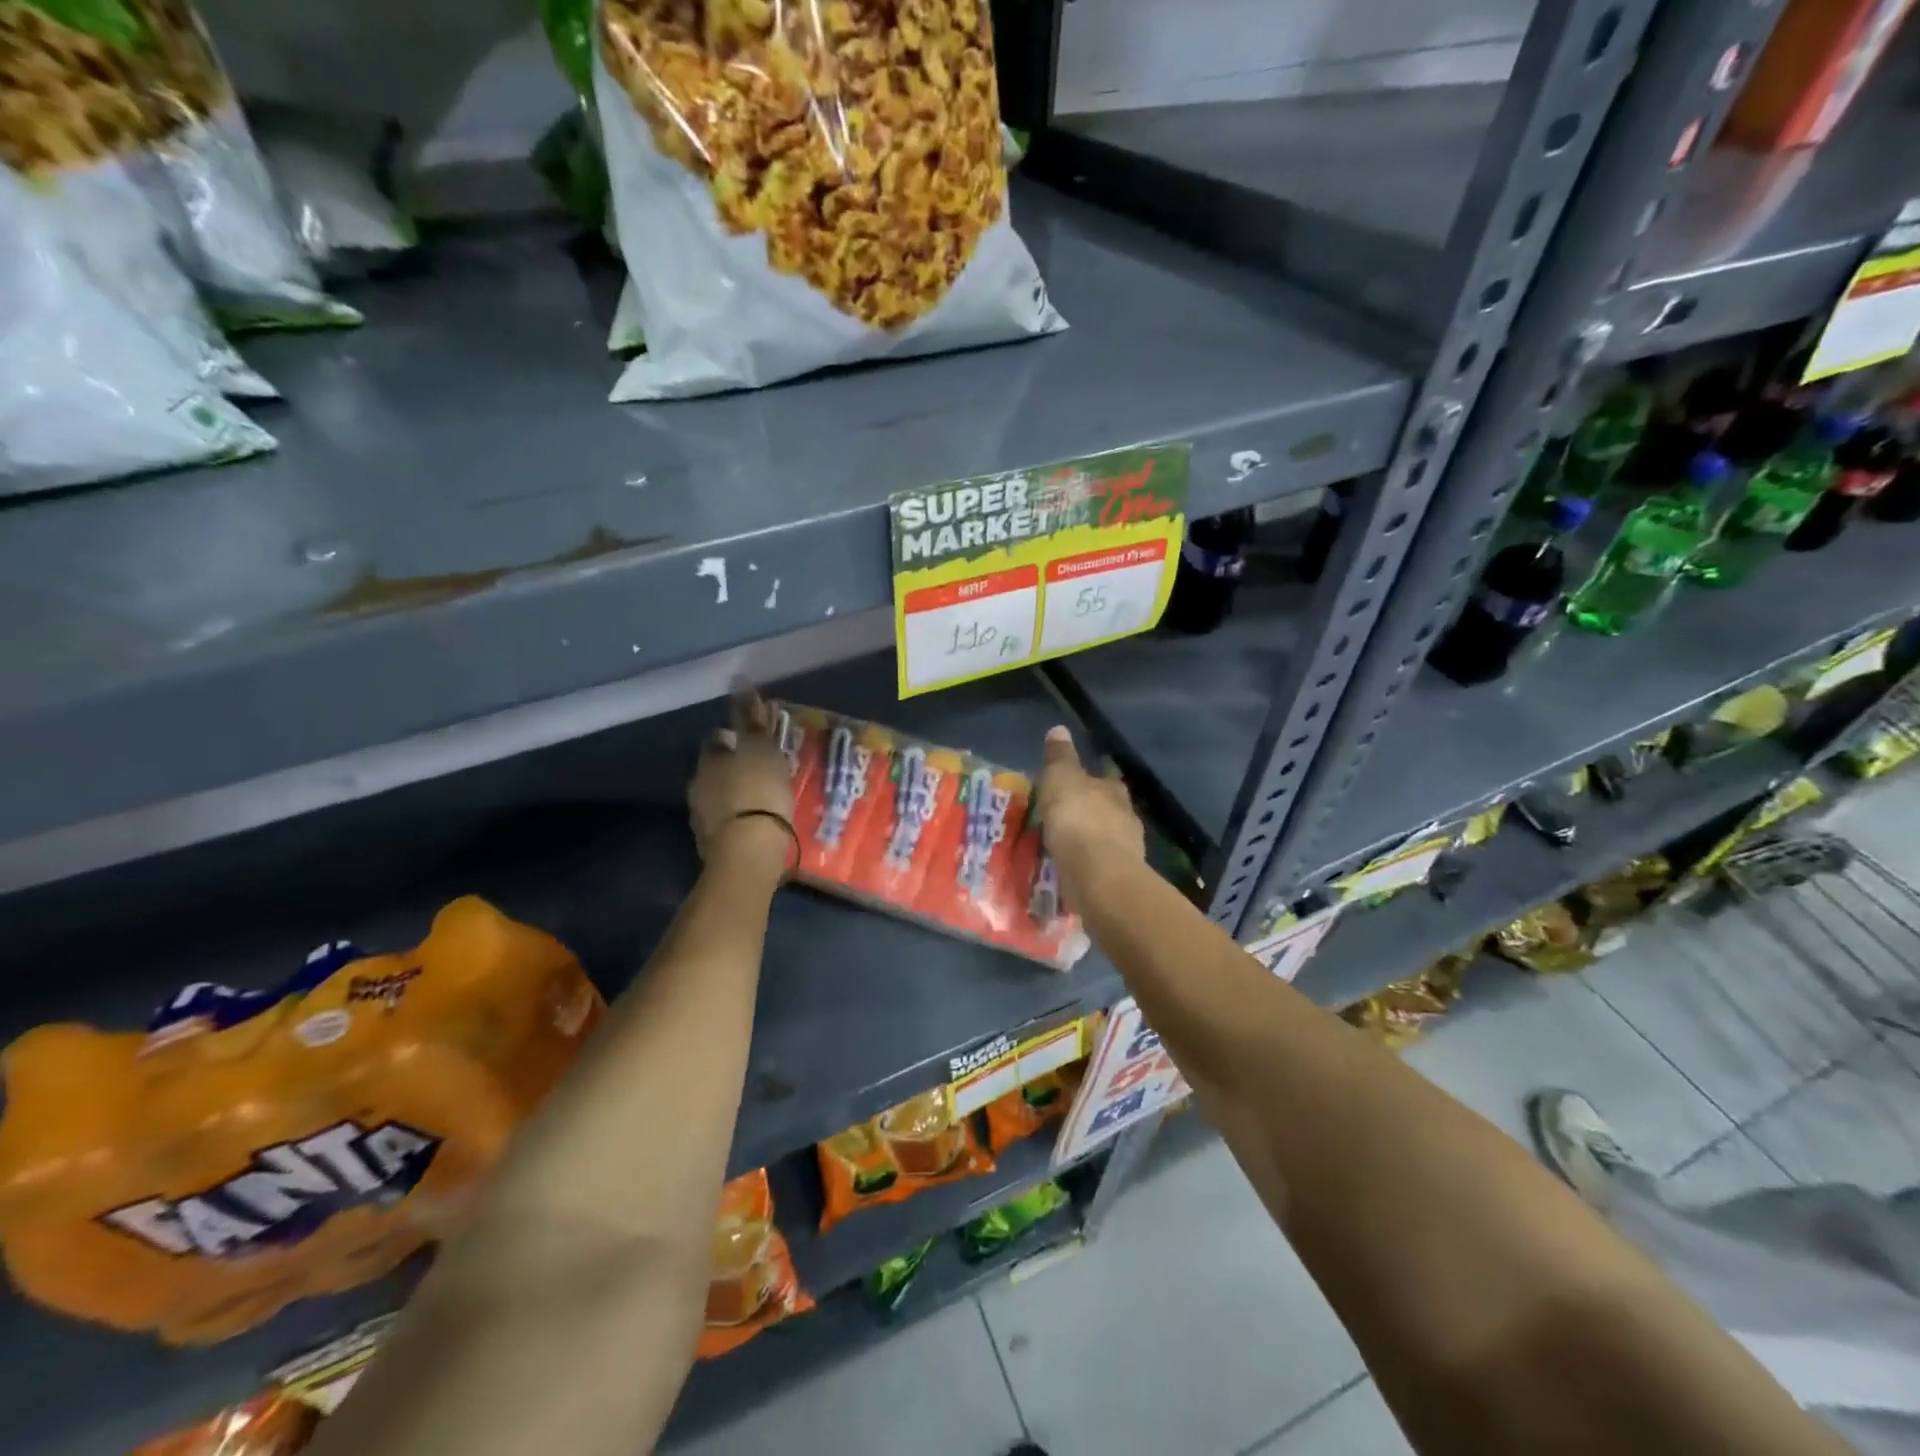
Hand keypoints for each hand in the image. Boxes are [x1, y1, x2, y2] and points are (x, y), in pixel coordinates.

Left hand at [688, 694, 797, 871]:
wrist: (748, 851)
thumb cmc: (759, 792)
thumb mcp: (762, 750)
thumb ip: (751, 719)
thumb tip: (740, 681)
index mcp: (710, 759)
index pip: (716, 739)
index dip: (733, 738)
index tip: (751, 741)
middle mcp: (698, 784)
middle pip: (714, 768)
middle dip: (732, 767)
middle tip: (759, 771)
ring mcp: (701, 816)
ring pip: (717, 796)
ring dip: (734, 794)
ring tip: (760, 799)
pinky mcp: (709, 843)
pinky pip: (724, 822)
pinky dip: (737, 819)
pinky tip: (755, 823)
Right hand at [1036, 726, 1144, 898]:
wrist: (1098, 873)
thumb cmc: (1078, 818)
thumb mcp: (1061, 778)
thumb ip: (1060, 757)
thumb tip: (1059, 728)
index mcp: (1113, 789)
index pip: (1106, 779)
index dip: (1092, 780)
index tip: (1077, 784)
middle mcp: (1126, 816)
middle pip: (1109, 809)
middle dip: (1093, 811)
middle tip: (1069, 815)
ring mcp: (1127, 849)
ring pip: (1107, 838)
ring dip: (1092, 840)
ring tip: (1069, 845)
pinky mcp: (1119, 877)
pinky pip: (1101, 865)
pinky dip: (1089, 864)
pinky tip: (1075, 868)